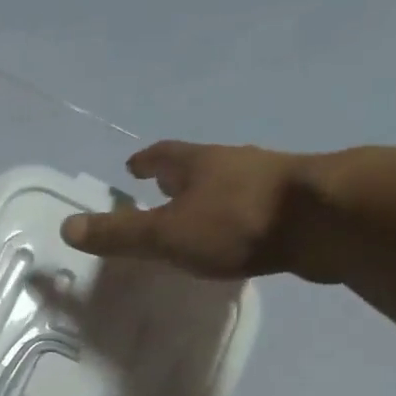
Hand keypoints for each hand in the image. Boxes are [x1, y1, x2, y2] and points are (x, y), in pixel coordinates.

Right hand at [59, 140, 339, 281]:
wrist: (327, 221)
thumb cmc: (236, 222)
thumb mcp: (165, 233)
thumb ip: (119, 233)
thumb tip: (67, 227)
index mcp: (199, 163)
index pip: (164, 154)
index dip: (146, 161)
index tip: (132, 167)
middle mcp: (233, 163)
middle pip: (199, 166)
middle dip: (178, 179)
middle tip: (161, 193)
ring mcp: (270, 182)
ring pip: (230, 186)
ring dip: (211, 199)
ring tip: (198, 220)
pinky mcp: (297, 206)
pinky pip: (255, 209)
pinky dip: (238, 220)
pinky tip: (238, 240)